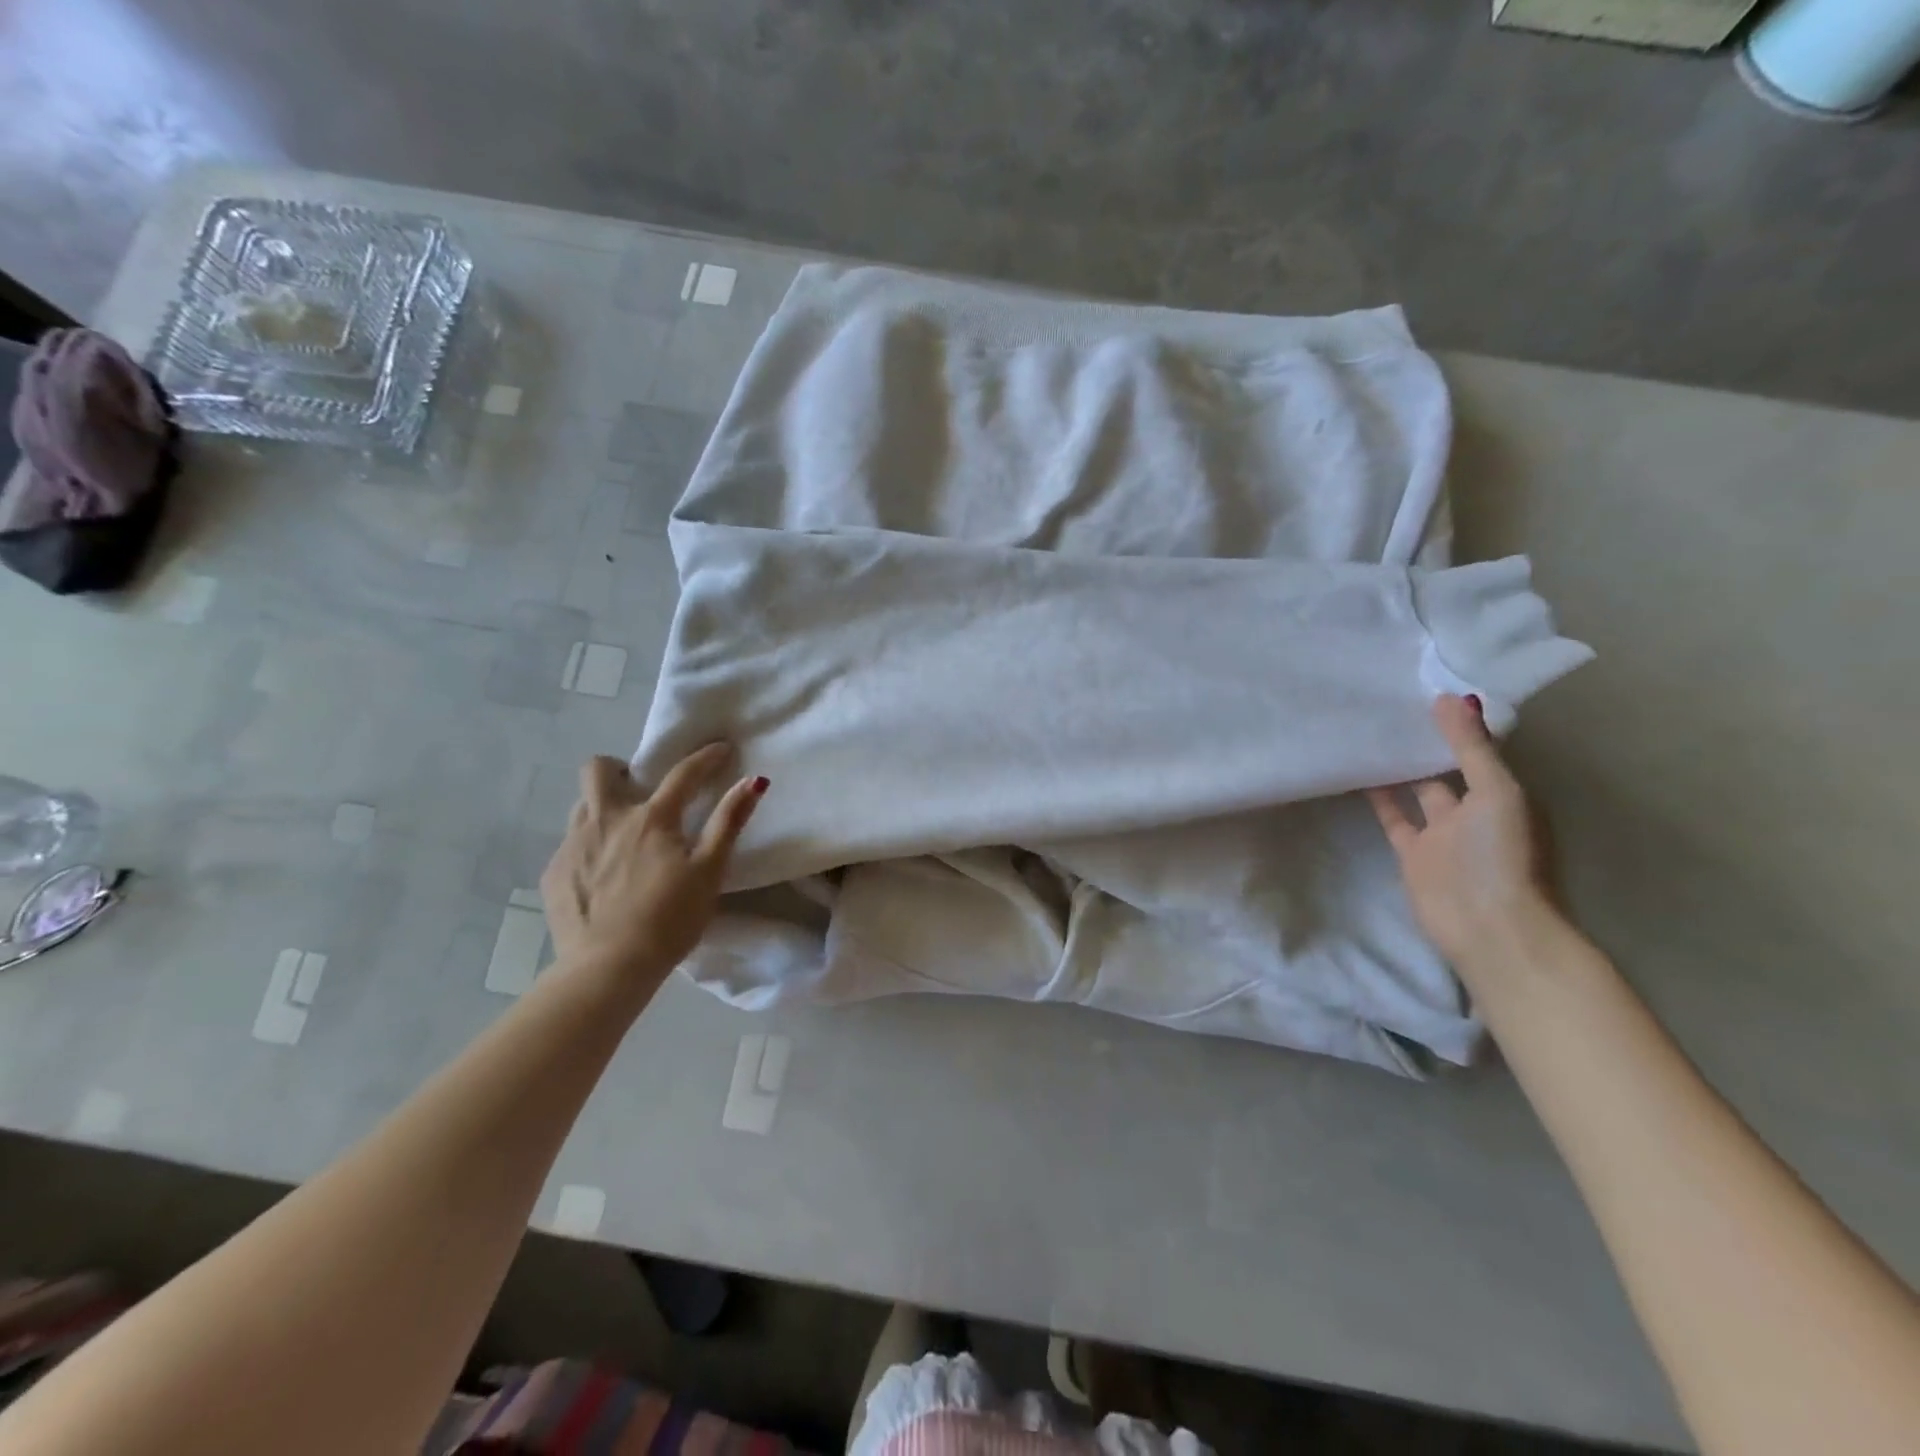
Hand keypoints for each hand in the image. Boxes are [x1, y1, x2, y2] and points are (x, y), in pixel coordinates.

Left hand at [540, 744, 765, 985]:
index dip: (706, 757)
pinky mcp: (553, 873)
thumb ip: (729, 822)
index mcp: (650, 818)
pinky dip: (589, 846)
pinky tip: (603, 876)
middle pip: (598, 770)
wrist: (608, 968)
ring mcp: (573, 845)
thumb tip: (753, 781)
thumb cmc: (669, 919)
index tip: (721, 749)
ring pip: (581, 805)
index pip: (683, 774)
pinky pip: (570, 843)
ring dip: (602, 807)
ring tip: (621, 835)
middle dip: (619, 768)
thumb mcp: (709, 871)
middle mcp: (605, 820)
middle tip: (639, 790)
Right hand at [1367, 695, 1560, 976]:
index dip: (1457, 725)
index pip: (1479, 751)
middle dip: (1427, 742)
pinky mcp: (1411, 853)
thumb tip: (1450, 697)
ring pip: (1417, 791)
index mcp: (1504, 795)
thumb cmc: (1499, 854)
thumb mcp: (1495, 792)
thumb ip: (1471, 748)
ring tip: (1371, 733)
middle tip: (1393, 706)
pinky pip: (1393, 817)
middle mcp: (1474, 811)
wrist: (1484, 924)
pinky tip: (1357, 772)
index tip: (1428, 691)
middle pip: (1448, 769)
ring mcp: (1441, 834)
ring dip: (1399, 767)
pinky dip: (1378, 797)